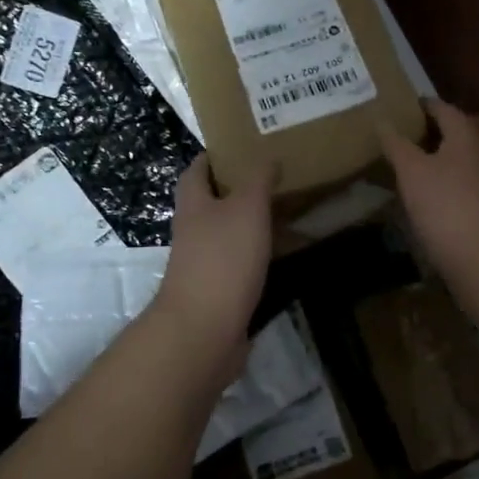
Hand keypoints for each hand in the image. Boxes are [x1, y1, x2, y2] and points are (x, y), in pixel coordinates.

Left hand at [150, 154, 274, 365]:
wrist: (204, 330)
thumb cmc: (223, 259)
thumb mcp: (246, 208)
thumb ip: (258, 180)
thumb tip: (267, 157)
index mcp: (193, 205)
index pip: (196, 171)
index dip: (213, 157)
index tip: (240, 147)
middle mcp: (193, 231)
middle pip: (211, 203)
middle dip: (236, 190)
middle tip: (273, 179)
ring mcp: (203, 264)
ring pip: (227, 234)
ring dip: (249, 224)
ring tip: (284, 212)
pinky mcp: (218, 292)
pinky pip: (239, 264)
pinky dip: (257, 256)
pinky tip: (282, 255)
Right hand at [379, 99, 478, 278]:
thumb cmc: (445, 206)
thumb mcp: (411, 172)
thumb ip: (397, 144)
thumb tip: (382, 120)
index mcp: (469, 136)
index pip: (448, 110)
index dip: (428, 106)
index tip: (411, 106)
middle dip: (470, 124)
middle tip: (443, 131)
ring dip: (475, 152)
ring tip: (447, 161)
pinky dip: (476, 179)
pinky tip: (455, 190)